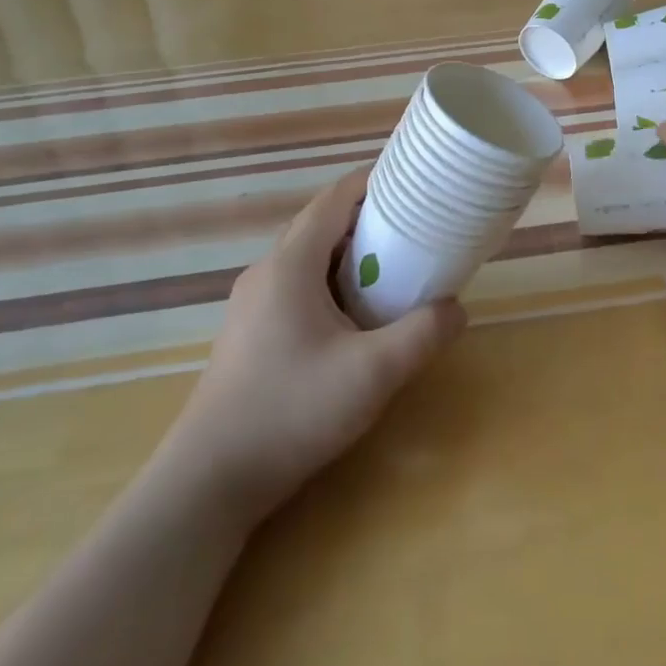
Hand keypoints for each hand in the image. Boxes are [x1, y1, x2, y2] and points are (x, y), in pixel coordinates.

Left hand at [164, 167, 464, 521]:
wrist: (208, 483)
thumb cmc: (291, 412)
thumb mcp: (372, 374)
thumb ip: (422, 334)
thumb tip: (457, 309)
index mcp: (291, 263)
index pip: (335, 198)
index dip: (375, 182)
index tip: (414, 182)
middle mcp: (267, 271)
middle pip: (322, 222)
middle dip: (368, 216)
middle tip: (415, 225)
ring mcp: (252, 302)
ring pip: (308, 255)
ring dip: (349, 251)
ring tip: (393, 264)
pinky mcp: (249, 331)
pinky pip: (297, 284)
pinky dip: (331, 279)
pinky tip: (355, 313)